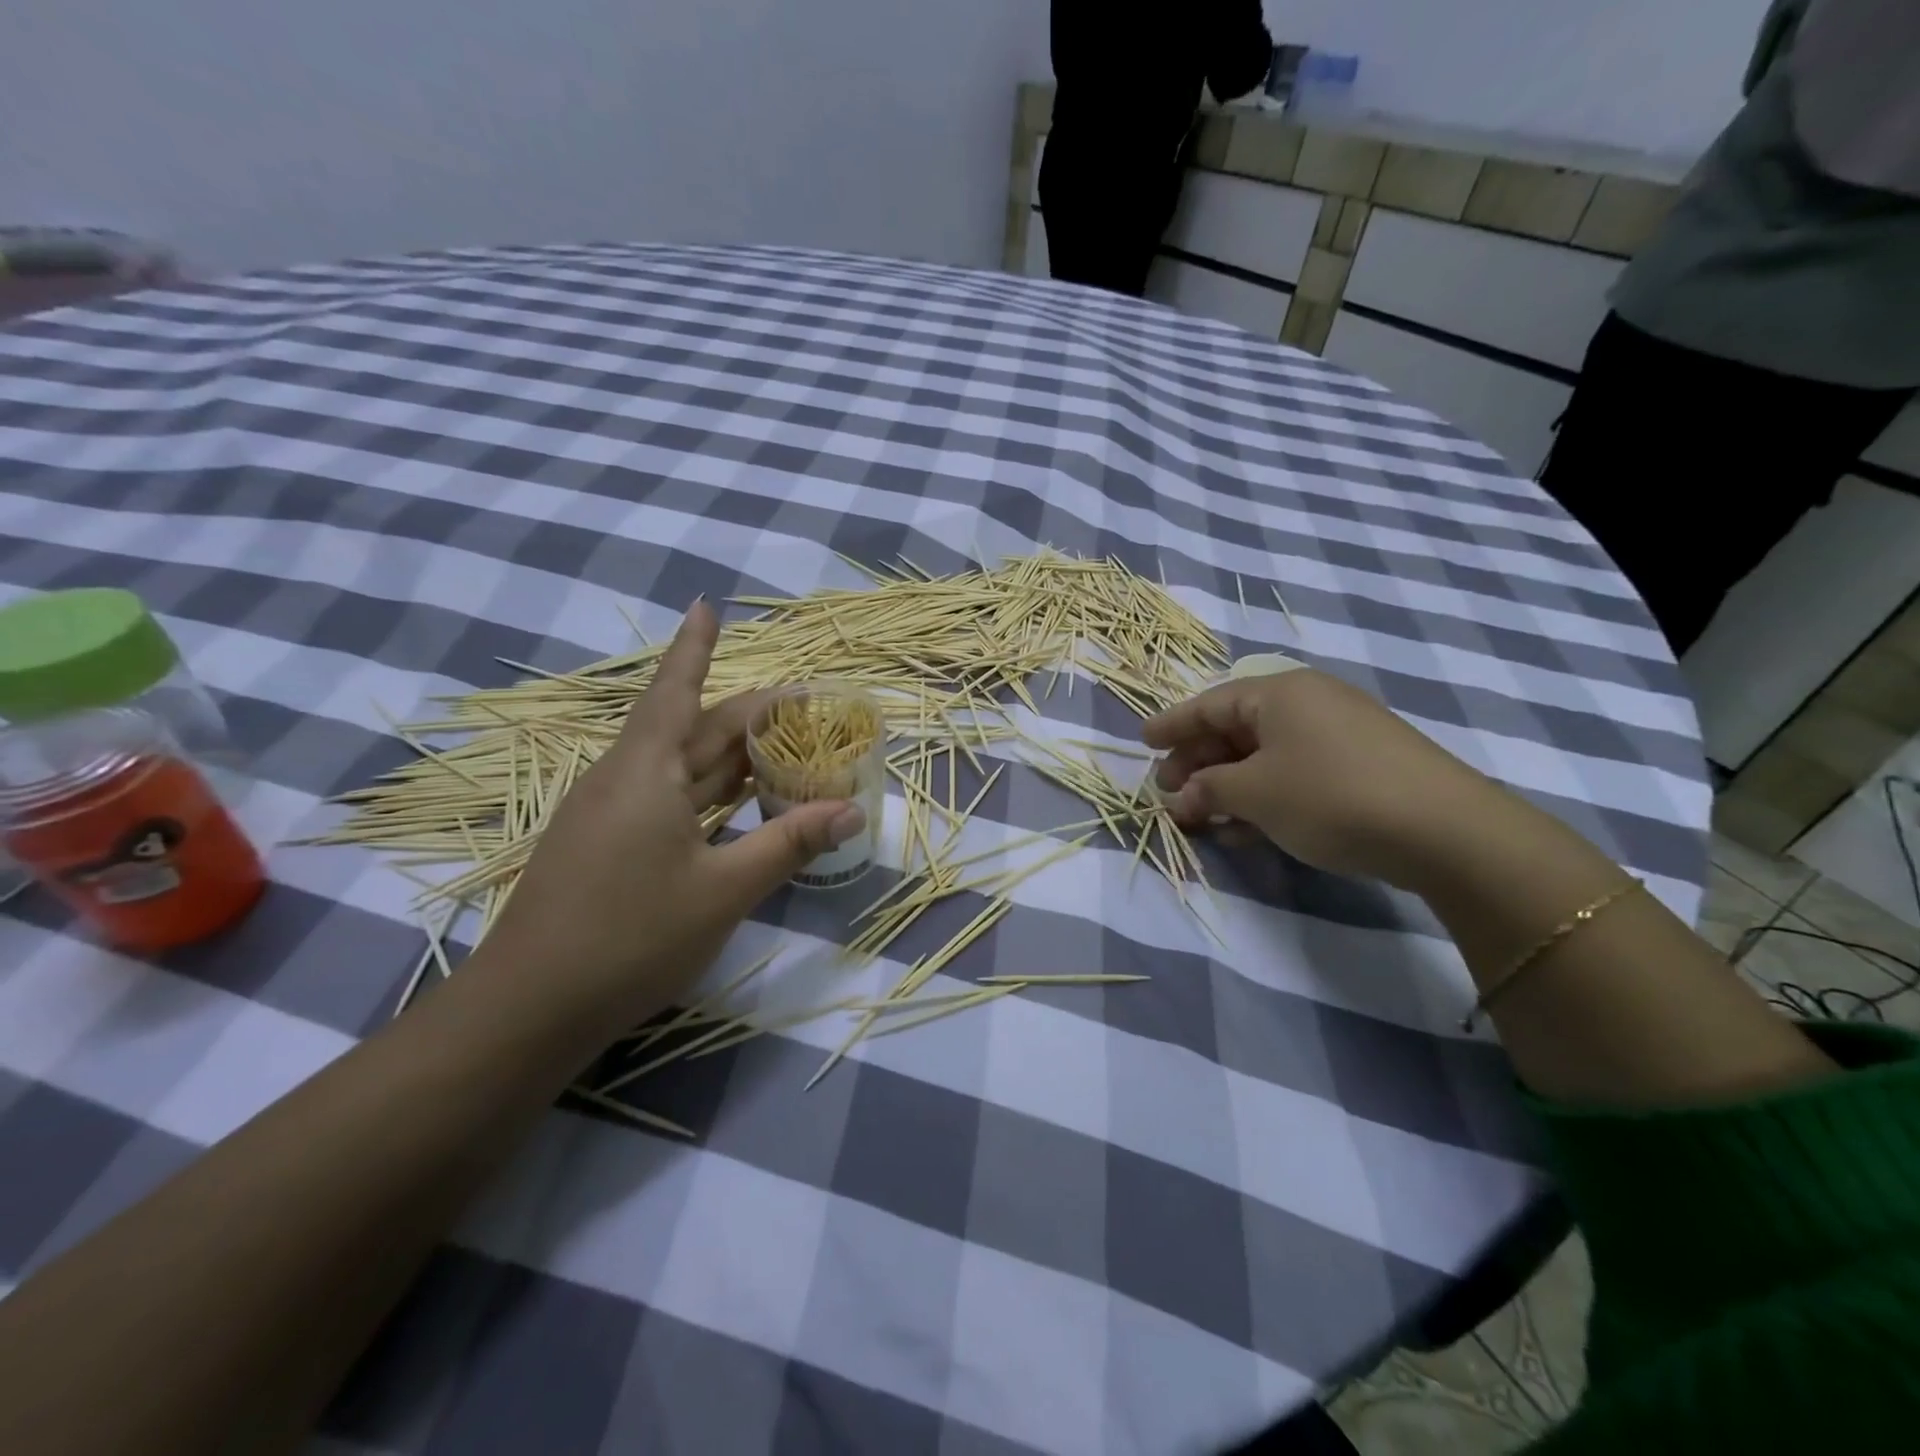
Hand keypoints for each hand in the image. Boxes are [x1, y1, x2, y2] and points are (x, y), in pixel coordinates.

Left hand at [475, 601, 864, 1031]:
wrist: (529, 1008)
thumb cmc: (631, 936)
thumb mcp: (724, 890)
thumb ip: (789, 844)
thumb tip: (852, 810)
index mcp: (646, 771)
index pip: (677, 690)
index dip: (695, 647)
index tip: (707, 605)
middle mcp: (624, 779)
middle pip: (692, 730)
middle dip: (746, 715)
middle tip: (802, 707)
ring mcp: (609, 814)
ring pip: (681, 768)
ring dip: (729, 755)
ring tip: (781, 746)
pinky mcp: (605, 846)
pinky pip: (667, 799)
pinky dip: (708, 792)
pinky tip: (736, 804)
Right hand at [1141, 669, 1500, 886]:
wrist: (1444, 830)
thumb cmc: (1329, 796)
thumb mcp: (1255, 793)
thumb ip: (1208, 790)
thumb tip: (1181, 798)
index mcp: (1276, 693)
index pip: (1208, 704)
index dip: (1171, 726)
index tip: (1141, 742)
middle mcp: (1307, 703)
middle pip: (1235, 729)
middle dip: (1197, 763)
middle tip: (1169, 793)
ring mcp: (1338, 733)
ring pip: (1264, 755)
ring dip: (1228, 786)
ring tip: (1203, 818)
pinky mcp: (1361, 765)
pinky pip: (1294, 772)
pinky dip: (1264, 796)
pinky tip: (1248, 829)